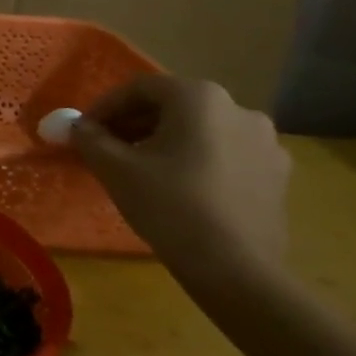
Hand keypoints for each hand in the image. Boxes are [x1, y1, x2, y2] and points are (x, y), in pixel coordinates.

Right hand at [71, 75, 291, 291]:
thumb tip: (78, 127)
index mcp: (200, 98)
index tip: (84, 130)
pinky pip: (226, 153)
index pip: (141, 88)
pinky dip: (196, 159)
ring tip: (141, 168)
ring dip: (166, 141)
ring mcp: (266, 142)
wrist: (236, 268)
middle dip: (134, 123)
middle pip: (173, 106)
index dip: (106, 106)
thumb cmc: (169, 205)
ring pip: (201, 130)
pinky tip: (179, 186)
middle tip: (107, 148)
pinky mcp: (277, 174)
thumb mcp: (114, 168)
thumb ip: (89, 138)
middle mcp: (239, 109)